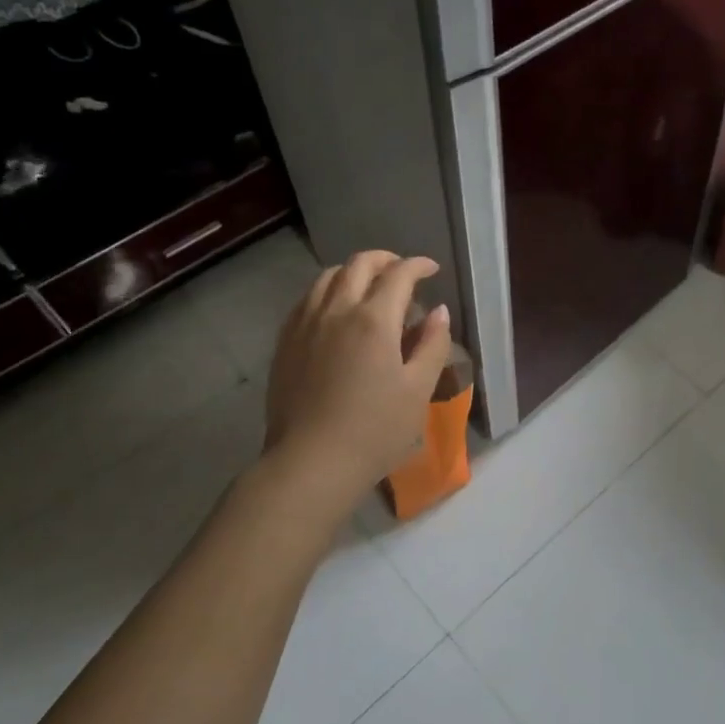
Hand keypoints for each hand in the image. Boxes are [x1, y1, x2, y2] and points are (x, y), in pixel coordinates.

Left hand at [263, 251, 451, 500]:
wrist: (310, 464)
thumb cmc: (375, 430)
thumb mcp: (418, 390)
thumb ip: (432, 345)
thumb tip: (439, 313)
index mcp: (373, 319)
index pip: (399, 274)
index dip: (418, 265)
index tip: (432, 270)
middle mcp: (336, 310)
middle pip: (359, 264)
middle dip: (385, 260)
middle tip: (403, 272)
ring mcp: (305, 324)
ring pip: (327, 277)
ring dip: (353, 272)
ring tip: (369, 287)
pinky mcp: (285, 343)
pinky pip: (307, 300)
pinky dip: (328, 291)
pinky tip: (336, 312)